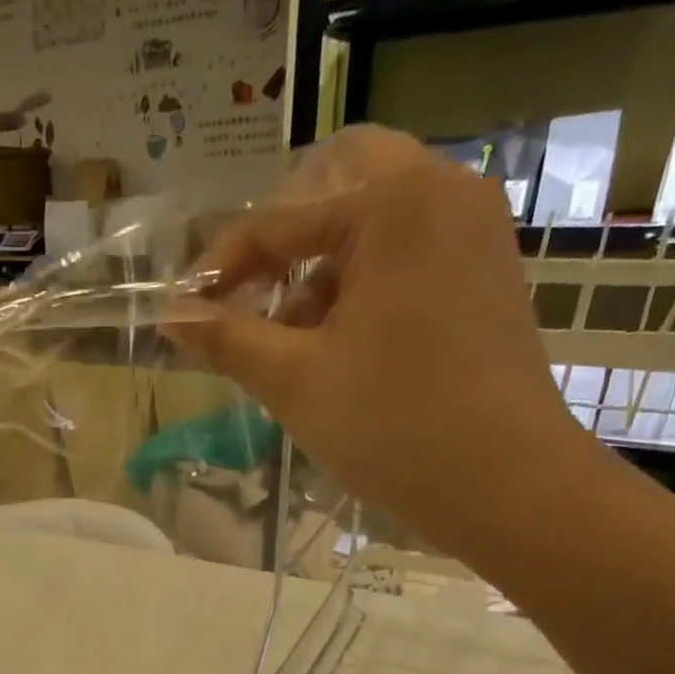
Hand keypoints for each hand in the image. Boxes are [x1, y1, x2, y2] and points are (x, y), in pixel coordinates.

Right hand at [170, 124, 609, 561]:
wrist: (504, 484)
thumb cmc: (395, 427)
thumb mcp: (295, 381)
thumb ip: (227, 339)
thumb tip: (169, 317)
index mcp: (395, 203)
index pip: (280, 220)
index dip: (220, 268)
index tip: (182, 313)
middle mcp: (443, 192)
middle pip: (334, 189)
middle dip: (280, 244)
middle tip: (247, 297)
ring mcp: (472, 231)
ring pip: (370, 223)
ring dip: (318, 269)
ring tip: (288, 342)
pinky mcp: (484, 272)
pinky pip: (405, 254)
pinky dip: (360, 285)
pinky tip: (337, 347)